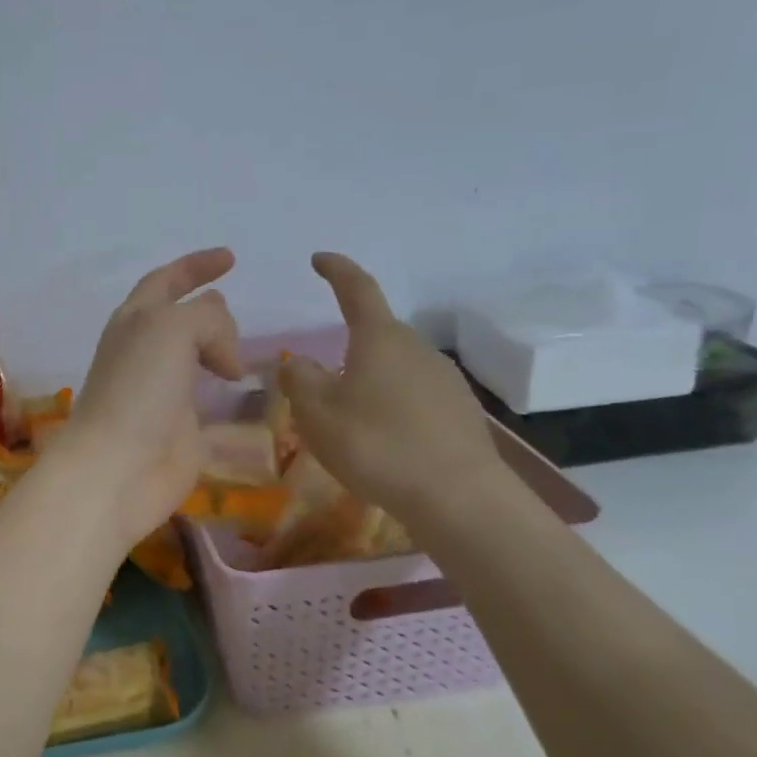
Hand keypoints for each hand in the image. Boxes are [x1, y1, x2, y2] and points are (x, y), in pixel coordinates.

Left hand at [55, 248, 244, 544]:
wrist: (119, 466)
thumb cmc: (138, 388)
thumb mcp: (171, 329)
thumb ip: (206, 319)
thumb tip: (224, 353)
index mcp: (134, 320)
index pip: (165, 280)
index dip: (195, 265)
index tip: (230, 258)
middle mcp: (144, 350)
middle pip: (178, 318)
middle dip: (206, 310)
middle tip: (236, 314)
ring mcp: (159, 389)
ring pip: (192, 356)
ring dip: (216, 348)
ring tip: (241, 354)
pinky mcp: (177, 425)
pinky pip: (204, 395)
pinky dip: (222, 386)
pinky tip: (240, 389)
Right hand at [278, 253, 504, 523]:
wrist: (459, 497)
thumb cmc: (376, 445)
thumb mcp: (317, 413)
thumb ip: (299, 380)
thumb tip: (296, 362)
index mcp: (380, 339)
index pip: (357, 289)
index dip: (337, 270)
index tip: (319, 259)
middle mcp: (416, 349)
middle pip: (377, 334)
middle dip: (349, 345)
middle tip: (321, 379)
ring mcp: (445, 379)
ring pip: (396, 367)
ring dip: (370, 379)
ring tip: (349, 417)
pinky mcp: (460, 411)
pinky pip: (415, 395)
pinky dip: (392, 404)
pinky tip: (383, 438)